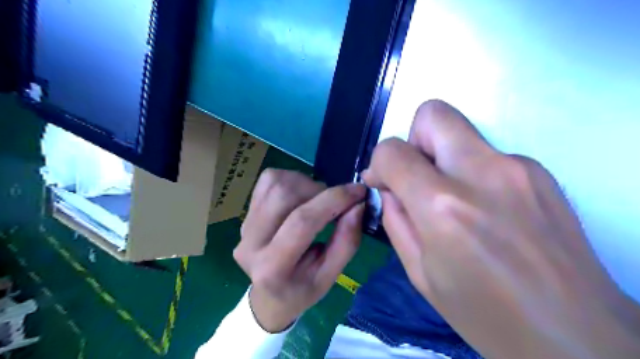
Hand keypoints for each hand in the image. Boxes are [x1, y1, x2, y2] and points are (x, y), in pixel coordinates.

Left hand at [234, 170, 364, 332]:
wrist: (268, 295)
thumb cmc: (301, 290)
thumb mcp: (330, 277)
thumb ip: (346, 242)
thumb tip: (358, 205)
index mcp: (272, 268)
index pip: (302, 222)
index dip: (334, 200)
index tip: (359, 191)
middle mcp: (250, 243)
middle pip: (284, 195)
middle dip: (319, 191)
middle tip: (335, 203)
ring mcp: (244, 224)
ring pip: (276, 183)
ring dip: (306, 184)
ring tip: (318, 201)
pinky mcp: (246, 211)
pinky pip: (269, 180)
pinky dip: (292, 180)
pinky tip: (301, 197)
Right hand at [364, 100, 639, 358]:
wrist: (576, 338)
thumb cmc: (485, 314)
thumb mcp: (420, 273)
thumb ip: (395, 219)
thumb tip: (388, 186)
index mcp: (444, 207)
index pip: (393, 151)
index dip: (379, 163)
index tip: (383, 182)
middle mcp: (482, 173)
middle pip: (433, 114)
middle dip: (414, 140)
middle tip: (418, 177)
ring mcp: (518, 167)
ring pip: (461, 133)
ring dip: (443, 158)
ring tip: (453, 203)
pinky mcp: (541, 172)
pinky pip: (487, 154)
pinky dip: (472, 172)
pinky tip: (485, 211)